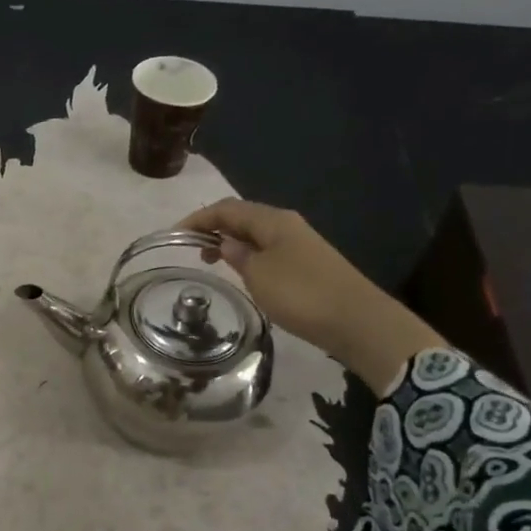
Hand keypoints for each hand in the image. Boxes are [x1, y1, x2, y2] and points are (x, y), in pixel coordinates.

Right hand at [178, 198, 444, 392]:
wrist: (356, 320)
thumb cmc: (302, 294)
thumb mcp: (259, 275)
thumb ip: (238, 255)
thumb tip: (225, 242)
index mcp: (273, 220)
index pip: (227, 209)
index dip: (198, 218)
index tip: (174, 235)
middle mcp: (287, 225)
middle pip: (242, 217)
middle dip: (214, 228)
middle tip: (191, 249)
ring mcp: (300, 243)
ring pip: (256, 234)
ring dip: (231, 242)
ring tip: (211, 261)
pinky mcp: (307, 263)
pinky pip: (268, 250)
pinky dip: (248, 255)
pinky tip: (242, 272)